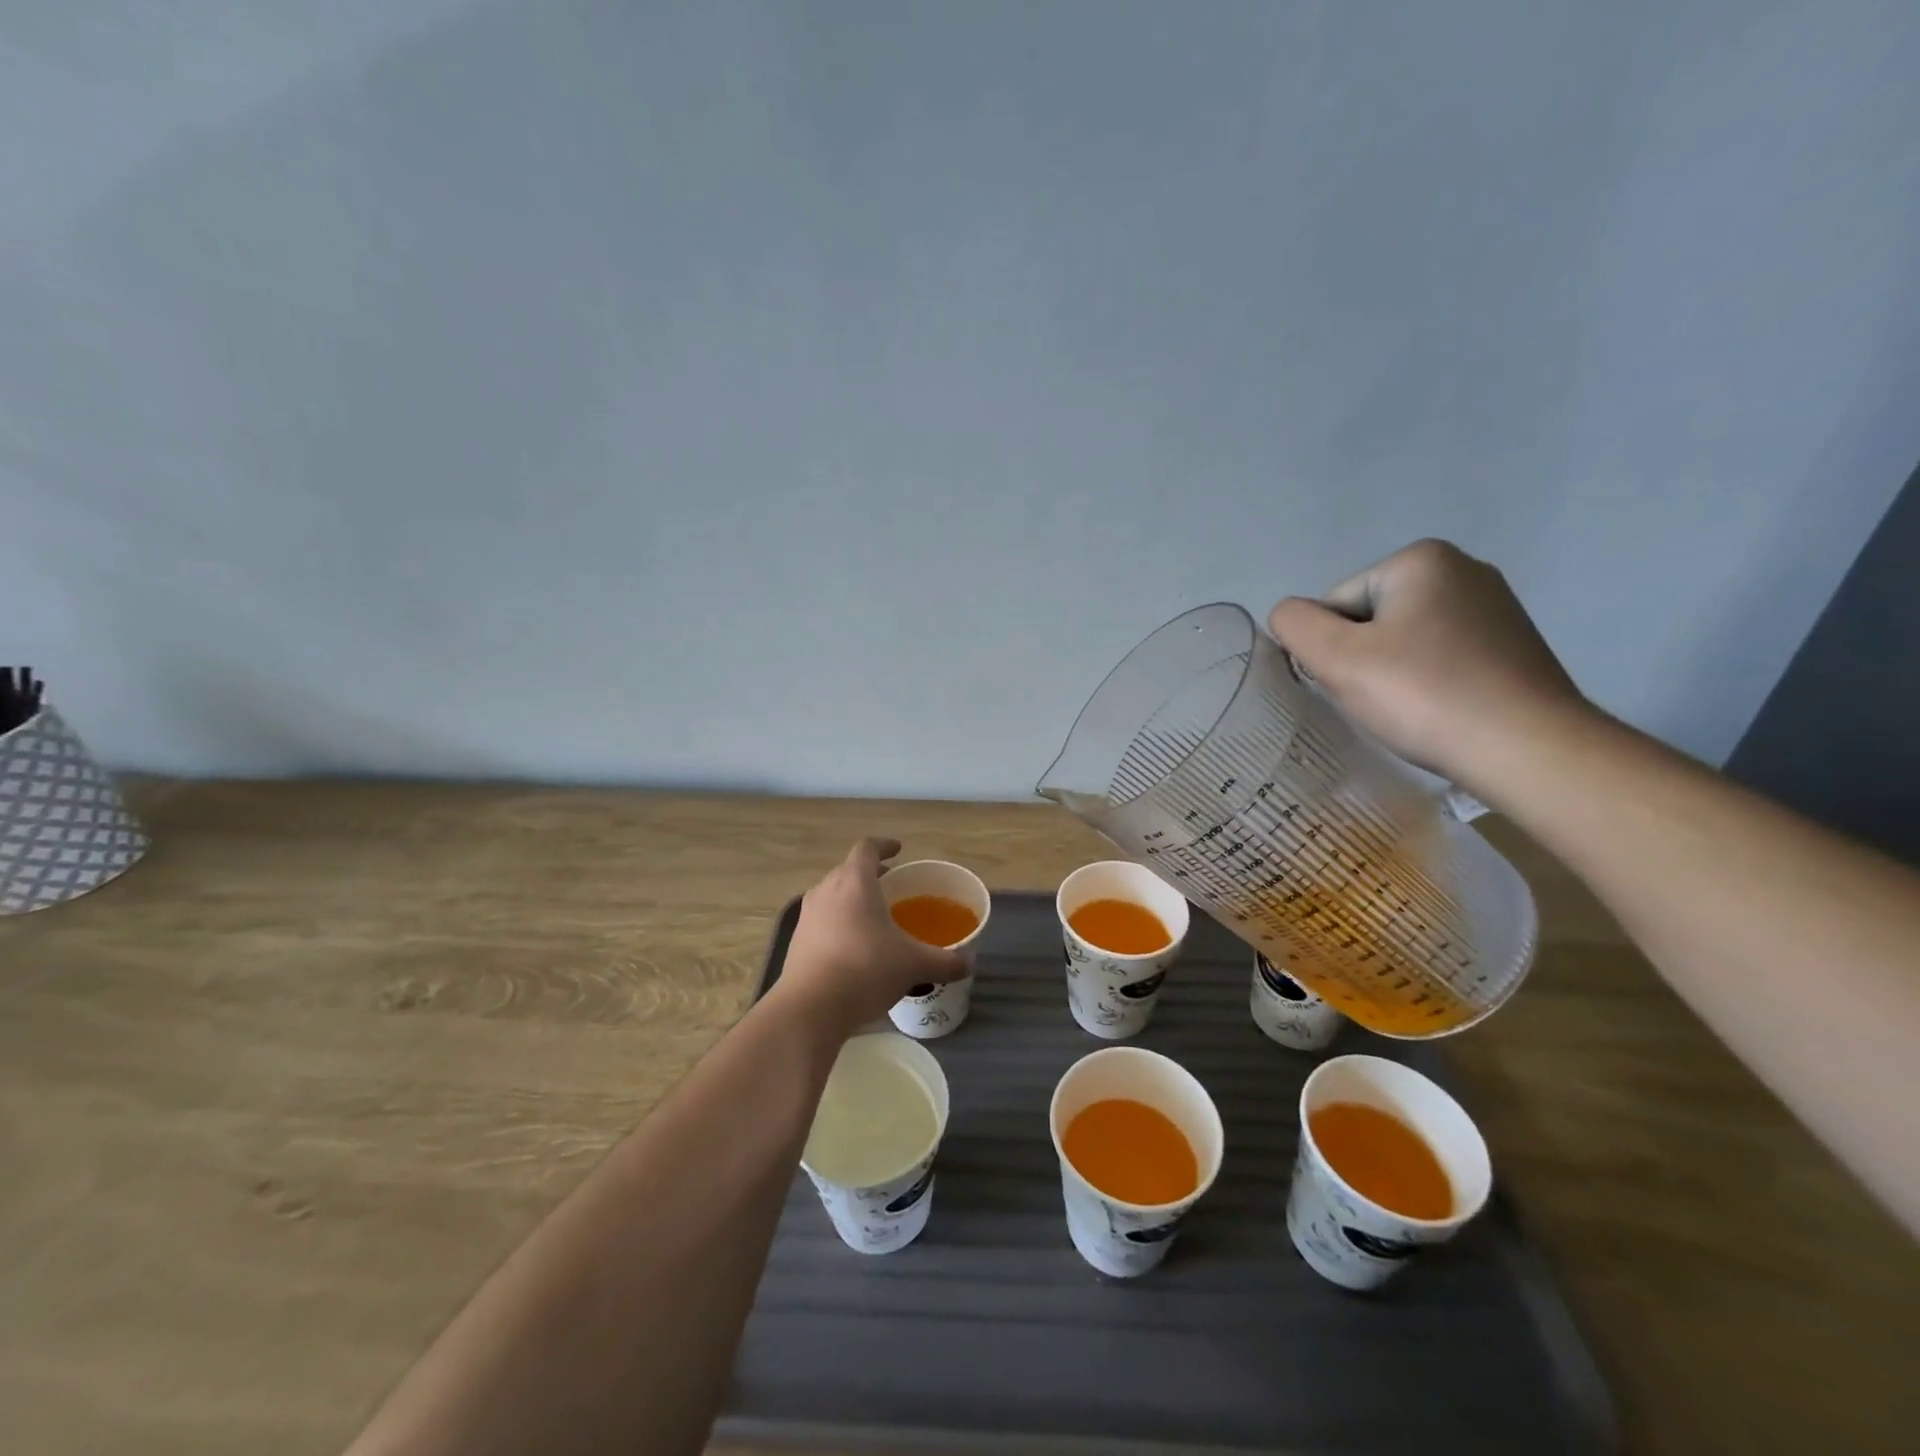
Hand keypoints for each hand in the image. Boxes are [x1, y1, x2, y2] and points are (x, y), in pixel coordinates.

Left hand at [774, 838, 969, 1037]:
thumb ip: (944, 962)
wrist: (809, 1009)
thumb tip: (968, 963)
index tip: (898, 850)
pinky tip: (854, 948)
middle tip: (891, 887)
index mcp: (855, 882)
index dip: (884, 846)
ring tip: (873, 917)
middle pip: (848, 871)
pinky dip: (838, 924)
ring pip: (832, 895)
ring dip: (852, 900)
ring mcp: (807, 916)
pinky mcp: (796, 942)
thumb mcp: (913, 965)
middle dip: (870, 875)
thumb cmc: (866, 970)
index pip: (867, 848)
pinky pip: (822, 921)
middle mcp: (827, 890)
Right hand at [1267, 539, 1595, 791]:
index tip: (1354, 684)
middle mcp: (1464, 570)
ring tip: (1410, 710)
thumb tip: (1288, 616)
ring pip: (1404, 641)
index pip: (1335, 604)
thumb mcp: (1336, 658)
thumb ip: (1294, 625)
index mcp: (1421, 559)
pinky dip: (1428, 683)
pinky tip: (1439, 712)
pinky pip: (1441, 658)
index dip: (1330, 648)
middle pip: (1370, 619)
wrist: (1528, 748)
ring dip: (1392, 674)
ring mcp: (1495, 608)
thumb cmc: (1423, 695)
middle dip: (1362, 659)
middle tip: (1379, 700)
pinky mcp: (1512, 645)